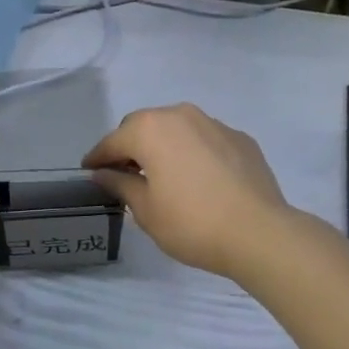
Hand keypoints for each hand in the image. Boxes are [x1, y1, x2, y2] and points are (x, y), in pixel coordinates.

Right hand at [84, 104, 291, 279]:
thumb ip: (120, 184)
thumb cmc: (191, 223)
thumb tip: (104, 173)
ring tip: (161, 174)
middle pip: (144, 126)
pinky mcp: (240, 139)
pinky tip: (197, 178)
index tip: (89, 170)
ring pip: (176, 128)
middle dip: (130, 146)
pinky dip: (193, 152)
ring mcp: (214, 124)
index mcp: (150, 130)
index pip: (113, 141)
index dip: (98, 157)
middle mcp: (180, 115)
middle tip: (124, 173)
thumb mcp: (146, 210)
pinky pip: (204, 139)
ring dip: (163, 145)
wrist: (259, 233)